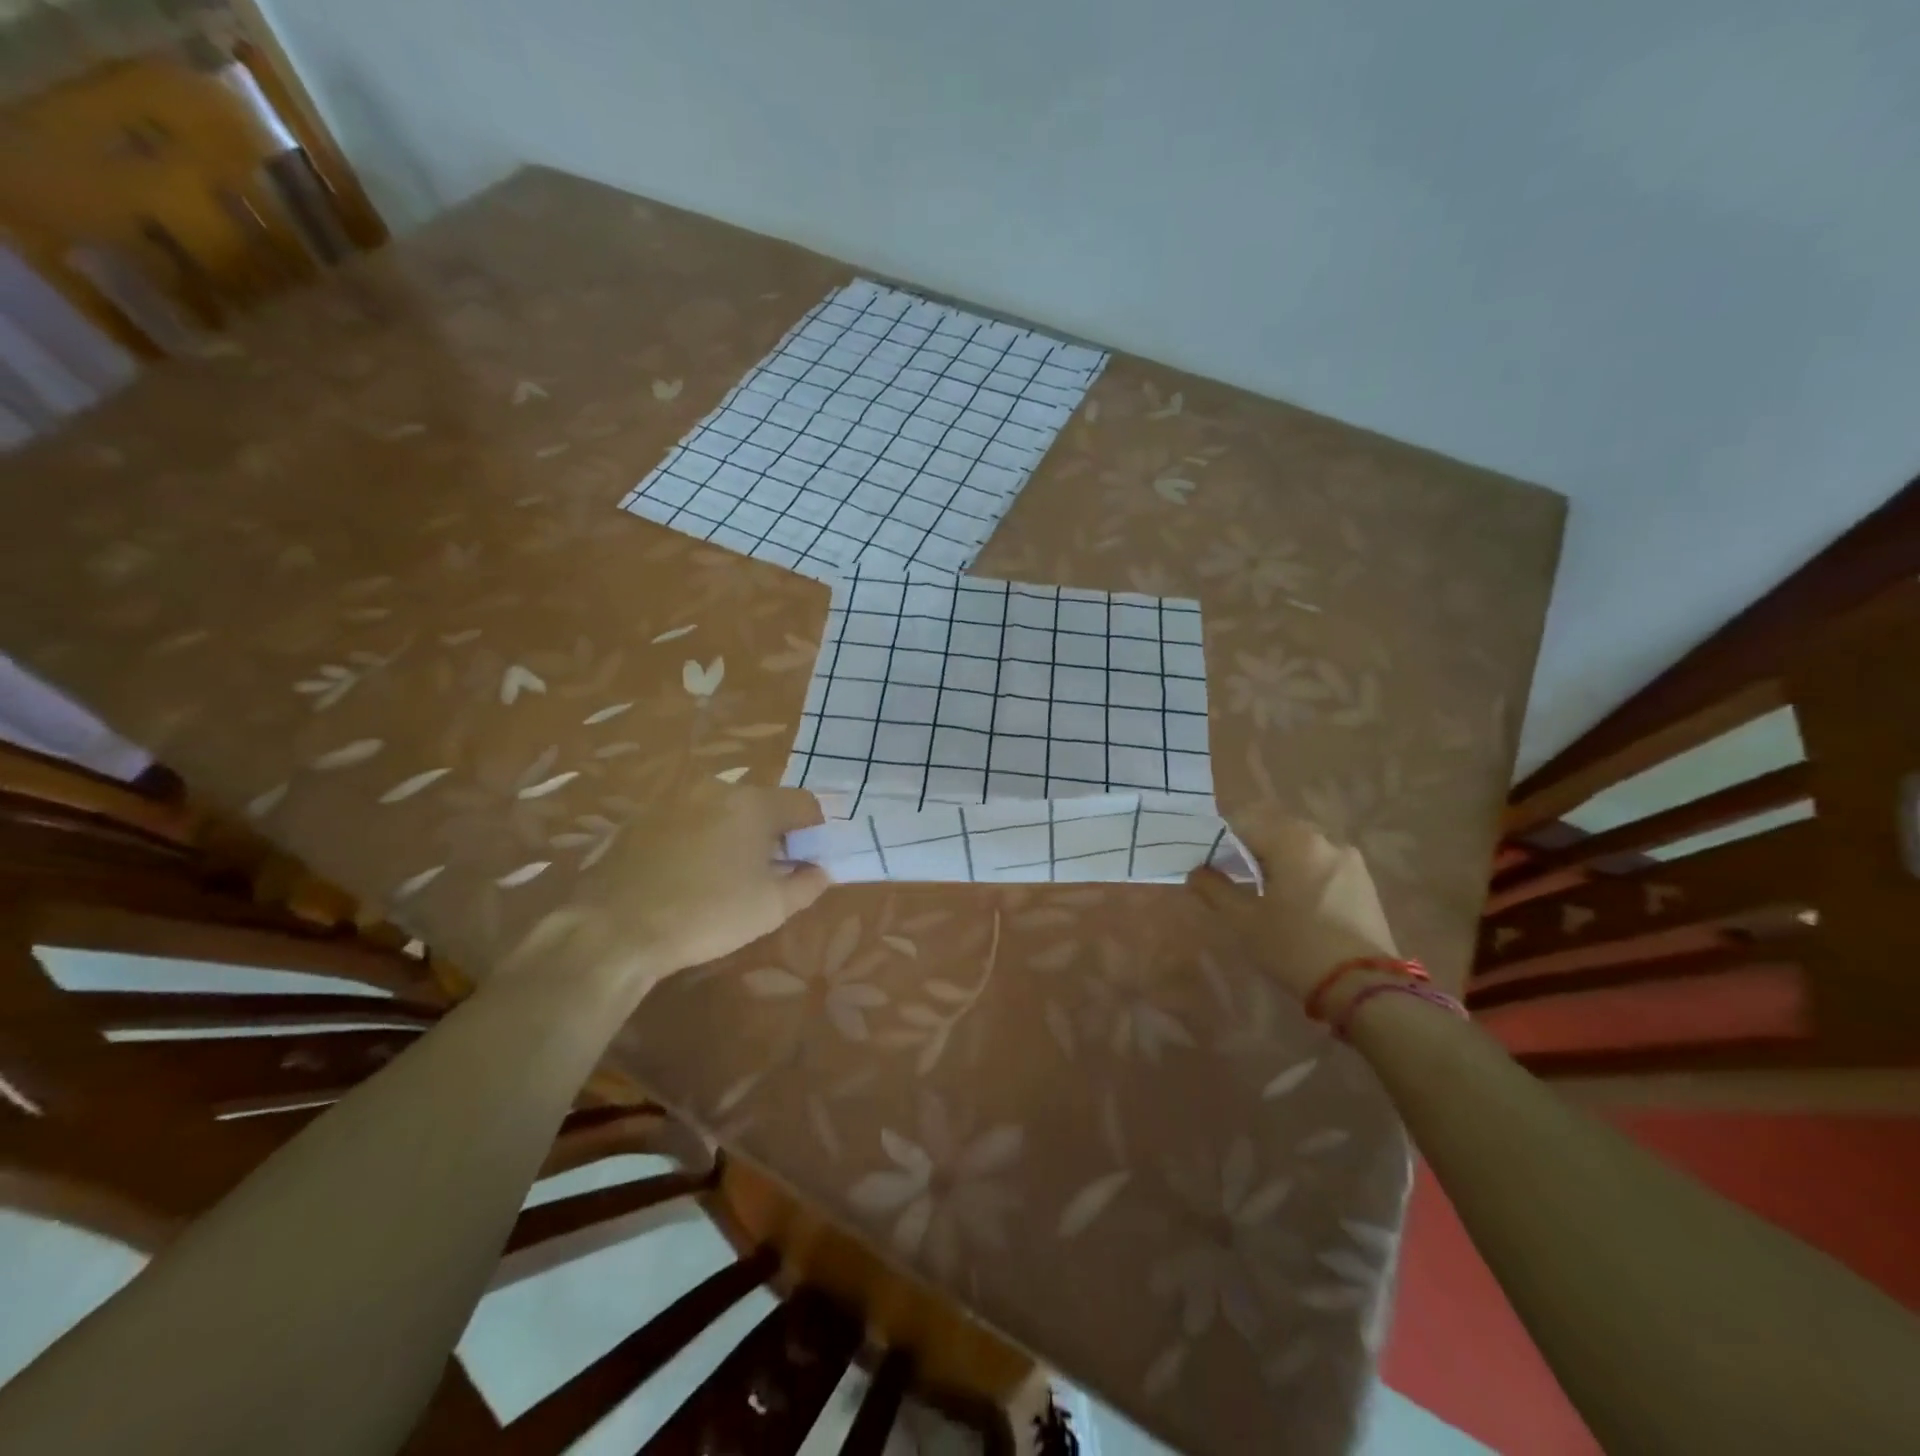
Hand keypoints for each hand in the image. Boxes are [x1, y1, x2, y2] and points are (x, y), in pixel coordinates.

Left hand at [506, 785, 828, 999]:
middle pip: (761, 804)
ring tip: (726, 875)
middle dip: (772, 832)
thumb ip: (808, 884)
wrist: (615, 928)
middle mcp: (716, 789)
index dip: (815, 830)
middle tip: (770, 871)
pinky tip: (687, 874)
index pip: (804, 803)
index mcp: (754, 803)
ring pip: (721, 811)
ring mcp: (674, 799)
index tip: (810, 859)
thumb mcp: (772, 908)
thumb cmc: (708, 914)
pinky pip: (687, 821)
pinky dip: (698, 839)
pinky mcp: (641, 818)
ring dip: (733, 834)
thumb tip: (821, 870)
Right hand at [1187, 807, 1398, 1007]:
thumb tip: (1197, 871)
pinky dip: (1303, 873)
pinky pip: (1322, 865)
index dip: (1220, 838)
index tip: (1207, 861)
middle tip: (1231, 875)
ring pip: (1301, 847)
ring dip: (1278, 860)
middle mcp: (1324, 839)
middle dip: (1250, 846)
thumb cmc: (1294, 945)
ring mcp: (1350, 861)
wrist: (1363, 987)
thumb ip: (1214, 888)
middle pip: (1275, 829)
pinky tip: (1296, 902)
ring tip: (1264, 890)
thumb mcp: (1243, 920)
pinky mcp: (1365, 883)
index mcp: (1293, 840)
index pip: (1244, 821)